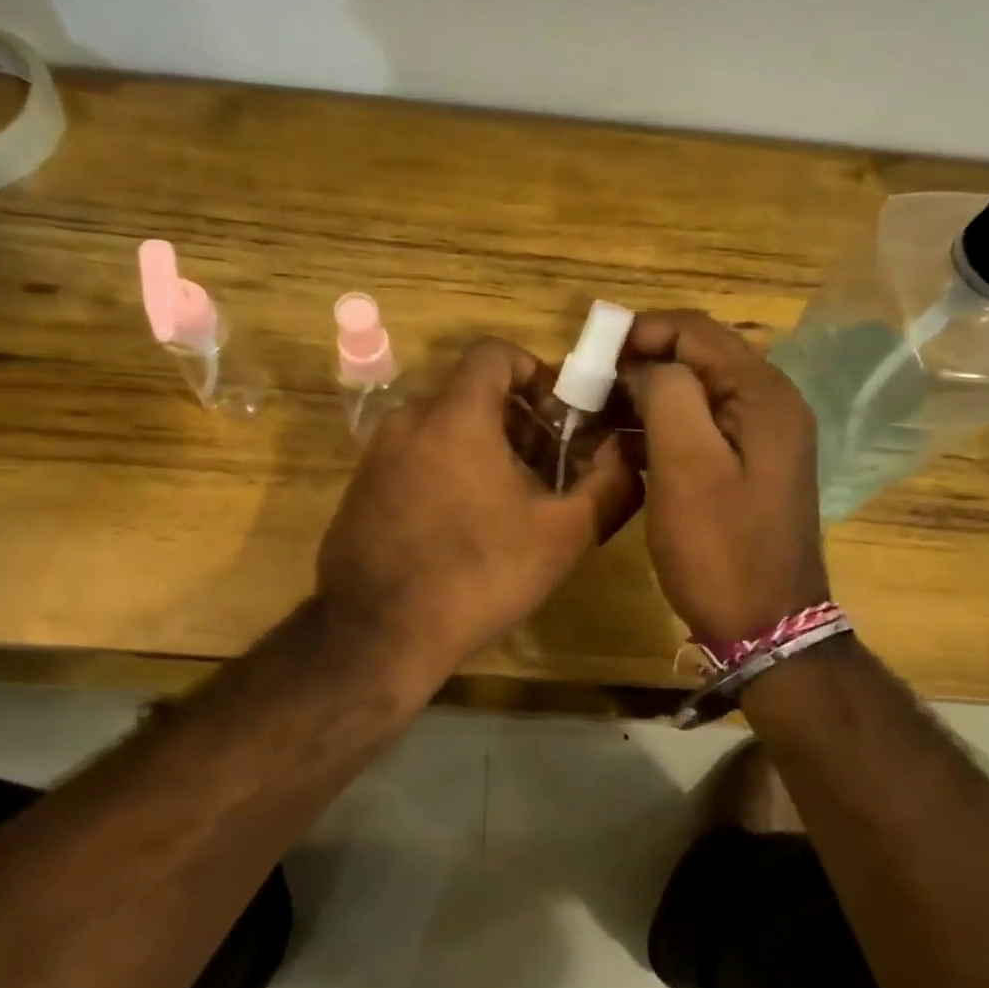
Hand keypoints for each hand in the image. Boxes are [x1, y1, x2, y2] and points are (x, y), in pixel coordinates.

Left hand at [316, 338, 641, 692]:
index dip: (534, 372)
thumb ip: (609, 486)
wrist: (377, 634)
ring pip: (442, 428)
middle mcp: (409, 420)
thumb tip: (627, 456)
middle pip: (472, 394)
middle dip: (518, 421)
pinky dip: (447, 470)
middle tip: (547, 469)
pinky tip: (465, 526)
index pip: (494, 353)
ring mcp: (377, 455)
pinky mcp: (361, 488)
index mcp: (456, 415)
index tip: (559, 416)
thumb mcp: (562, 536)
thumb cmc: (478, 575)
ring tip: (511, 502)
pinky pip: (414, 458)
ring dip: (483, 448)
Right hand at [621, 310, 829, 645]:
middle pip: (697, 358)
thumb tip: (647, 367)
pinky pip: (698, 427)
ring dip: (645, 396)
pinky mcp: (745, 466)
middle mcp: (768, 404)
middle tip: (587, 387)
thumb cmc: (721, 548)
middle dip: (640, 364)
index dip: (641, 331)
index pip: (696, 331)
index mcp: (762, 394)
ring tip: (595, 414)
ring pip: (694, 393)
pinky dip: (659, 427)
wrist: (765, 626)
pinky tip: (623, 444)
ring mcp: (759, 437)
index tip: (589, 353)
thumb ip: (667, 395)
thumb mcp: (687, 466)